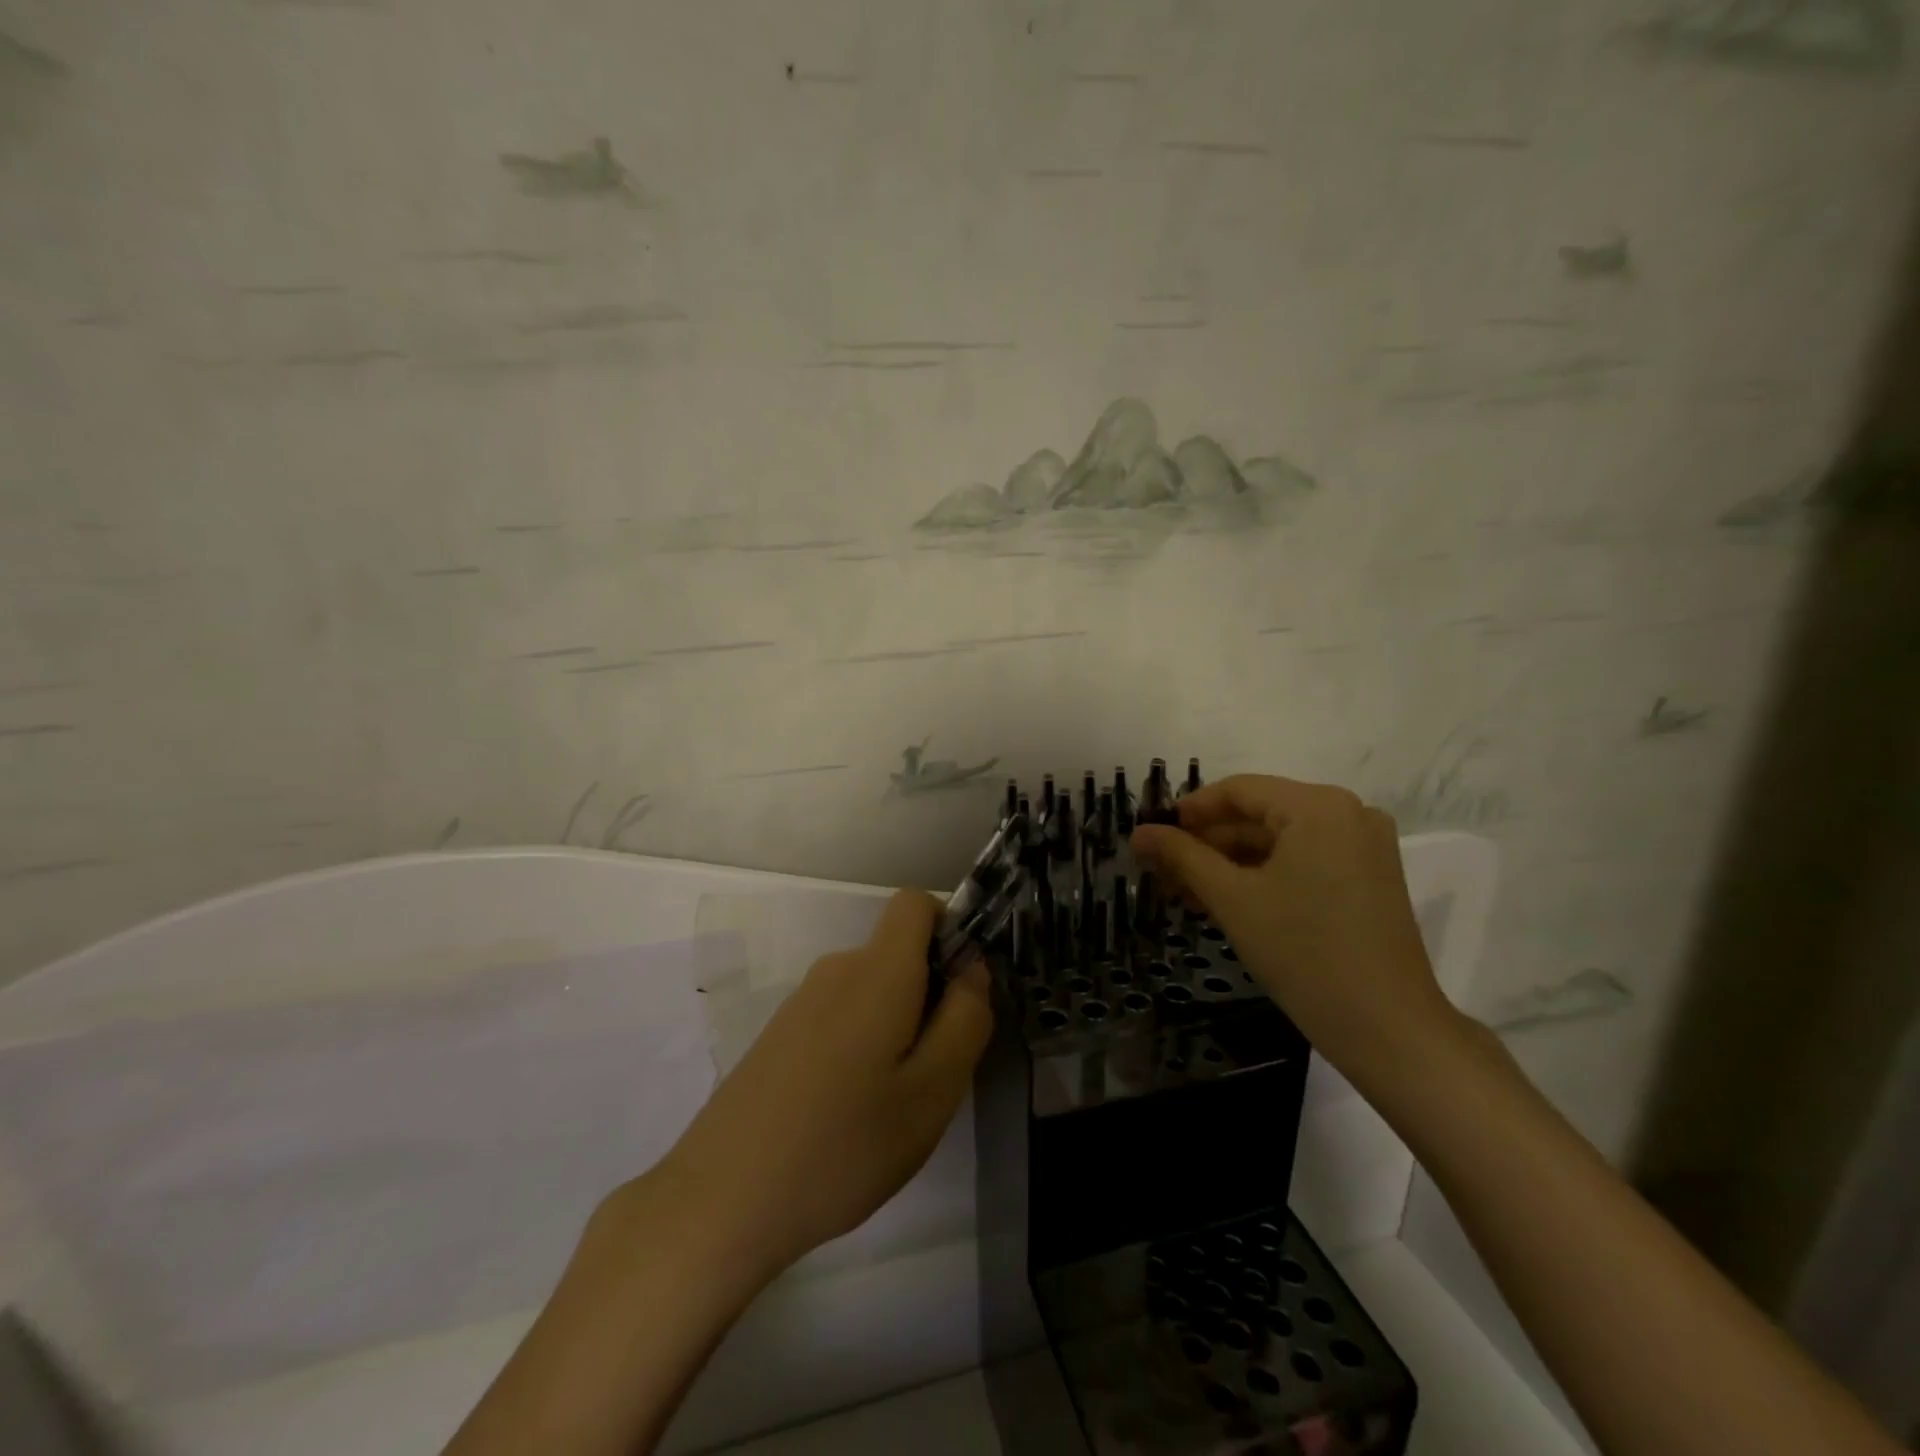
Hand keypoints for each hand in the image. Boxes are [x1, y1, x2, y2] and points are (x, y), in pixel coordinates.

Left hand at [647, 889, 992, 1282]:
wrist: (721, 1200)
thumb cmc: (843, 1144)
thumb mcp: (932, 1091)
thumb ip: (965, 1019)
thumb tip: (972, 968)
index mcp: (877, 970)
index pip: (916, 903)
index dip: (948, 930)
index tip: (960, 993)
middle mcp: (836, 970)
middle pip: (898, 954)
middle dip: (929, 997)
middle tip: (932, 1076)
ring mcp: (801, 1003)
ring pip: (872, 993)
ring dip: (895, 1030)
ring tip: (889, 1107)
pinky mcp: (779, 1035)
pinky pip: (840, 1018)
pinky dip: (861, 1048)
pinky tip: (846, 1116)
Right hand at [1130, 774, 1455, 1080]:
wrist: (1387, 1028)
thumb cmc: (1302, 952)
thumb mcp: (1231, 898)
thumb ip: (1181, 856)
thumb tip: (1139, 833)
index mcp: (1317, 806)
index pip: (1238, 790)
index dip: (1189, 811)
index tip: (1152, 838)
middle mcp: (1348, 813)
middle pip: (1259, 815)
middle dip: (1207, 844)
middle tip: (1163, 874)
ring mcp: (1364, 846)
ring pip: (1279, 841)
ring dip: (1231, 864)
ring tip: (1187, 895)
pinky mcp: (1370, 878)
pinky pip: (1304, 861)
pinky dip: (1264, 876)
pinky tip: (1228, 902)